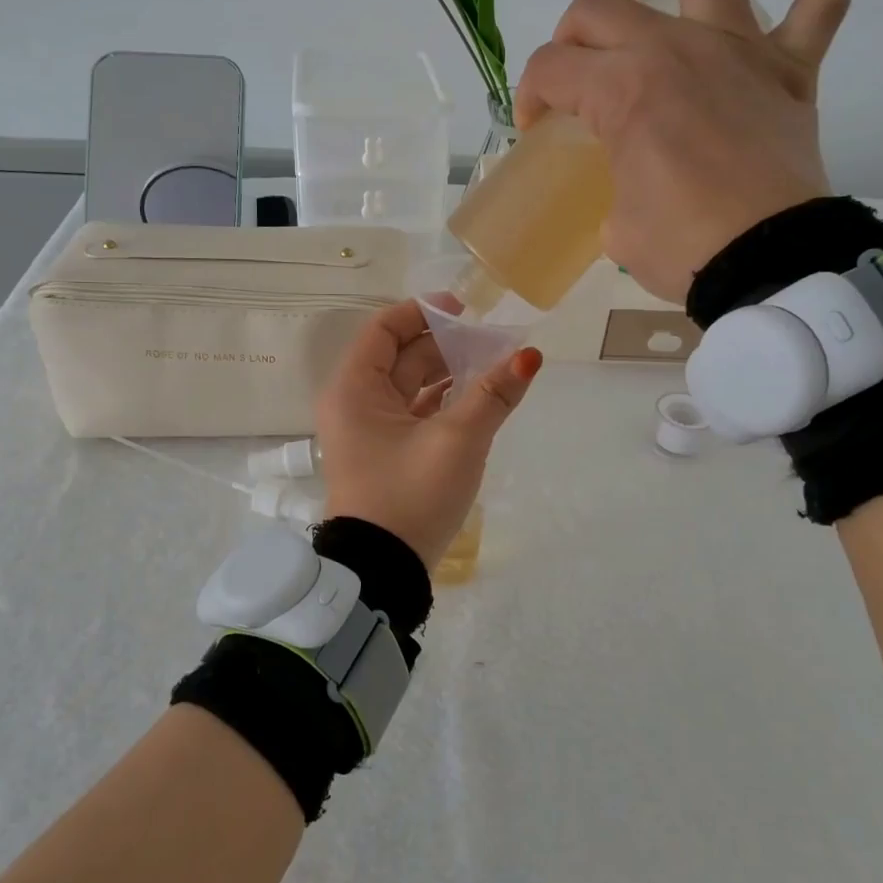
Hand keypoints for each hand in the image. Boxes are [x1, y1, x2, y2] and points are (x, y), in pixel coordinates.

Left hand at [315, 301, 542, 566]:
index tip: (465, 310)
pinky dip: (443, 402)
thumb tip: (529, 356)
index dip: (422, 312)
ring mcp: (368, 430)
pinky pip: (414, 412)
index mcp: (354, 389)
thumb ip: (492, 395)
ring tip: (493, 366)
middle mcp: (354, 403)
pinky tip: (477, 399)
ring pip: (410, 385)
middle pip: (400, 355)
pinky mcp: (385, 453)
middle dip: (445, 344)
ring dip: (448, 373)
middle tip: (492, 341)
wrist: (382, 572)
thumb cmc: (410, 495)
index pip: (383, 329)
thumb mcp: (457, 441)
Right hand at [514, 0, 850, 301]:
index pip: (552, 70)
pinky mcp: (793, 67)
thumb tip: (626, 183)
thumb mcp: (615, 227)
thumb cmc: (683, 249)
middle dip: (569, 38)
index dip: (531, 96)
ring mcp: (741, 49)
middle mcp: (677, 49)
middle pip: (599, 8)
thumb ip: (612, 186)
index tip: (536, 126)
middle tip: (574, 74)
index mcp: (623, 91)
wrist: (768, 265)